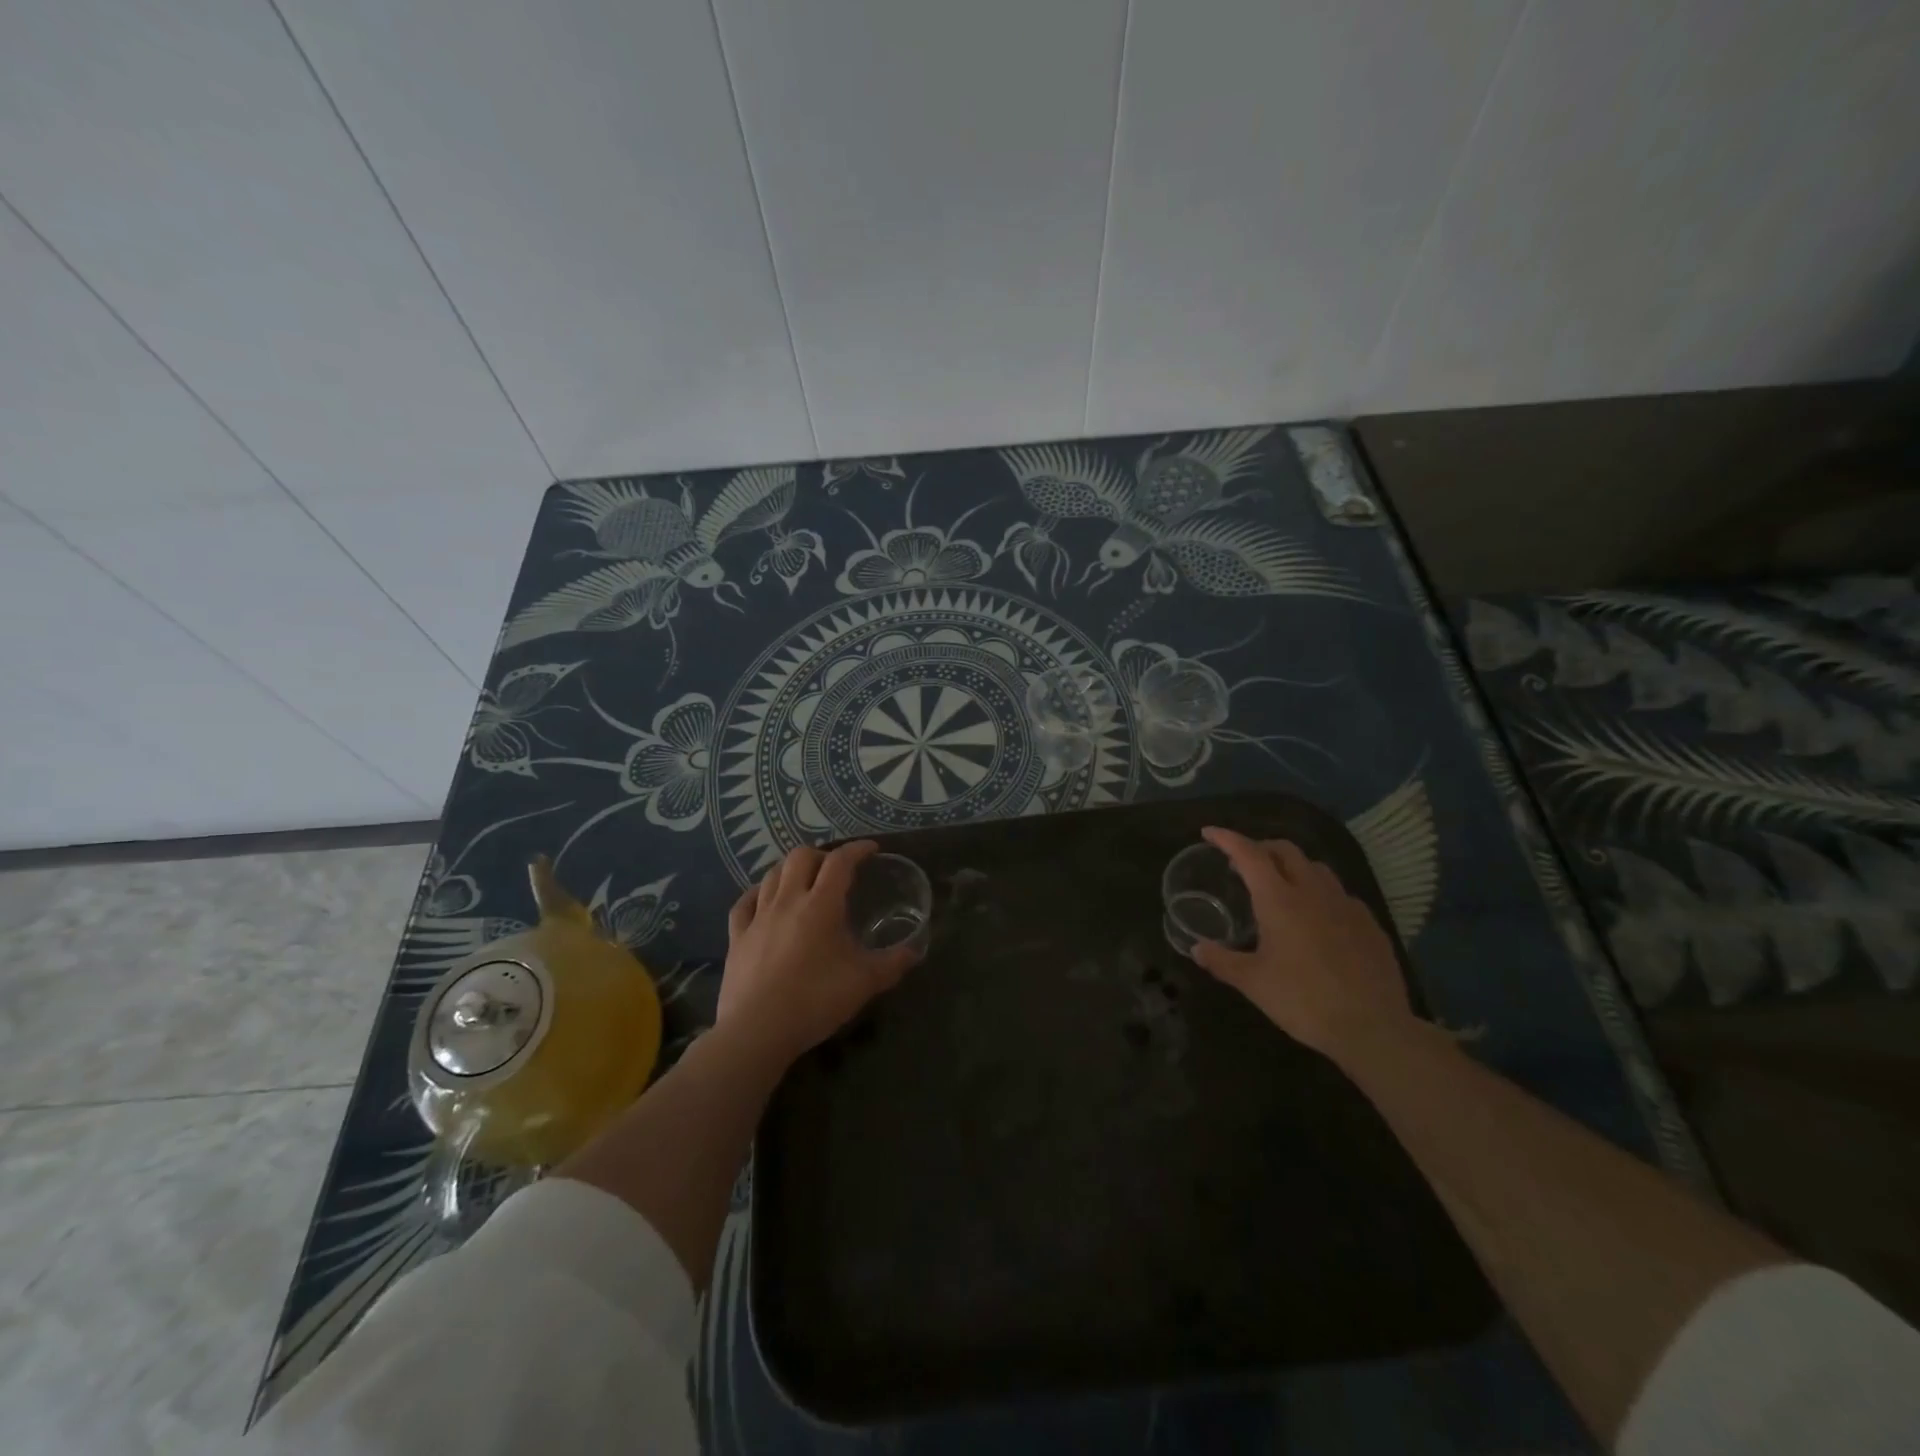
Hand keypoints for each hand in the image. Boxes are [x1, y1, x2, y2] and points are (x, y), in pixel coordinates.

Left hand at [717, 841, 920, 1064]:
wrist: (757, 1031)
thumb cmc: (816, 1000)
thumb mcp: (865, 982)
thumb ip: (893, 963)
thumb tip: (915, 950)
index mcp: (821, 905)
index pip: (840, 862)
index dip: (857, 850)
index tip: (871, 849)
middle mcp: (787, 901)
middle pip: (800, 857)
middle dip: (821, 855)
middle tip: (836, 870)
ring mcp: (758, 917)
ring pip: (771, 874)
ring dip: (790, 870)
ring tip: (803, 881)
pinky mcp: (737, 937)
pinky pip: (744, 903)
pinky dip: (757, 894)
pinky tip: (763, 900)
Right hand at [1189, 827, 1415, 1061]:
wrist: (1373, 1028)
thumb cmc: (1304, 1000)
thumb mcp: (1253, 983)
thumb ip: (1221, 961)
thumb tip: (1196, 949)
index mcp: (1279, 900)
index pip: (1249, 854)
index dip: (1227, 838)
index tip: (1209, 833)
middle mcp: (1313, 892)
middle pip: (1285, 850)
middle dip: (1260, 847)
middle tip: (1242, 862)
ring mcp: (1346, 905)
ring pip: (1316, 867)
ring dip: (1292, 866)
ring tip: (1280, 885)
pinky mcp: (1369, 923)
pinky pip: (1339, 893)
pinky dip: (1319, 892)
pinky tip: (1317, 917)